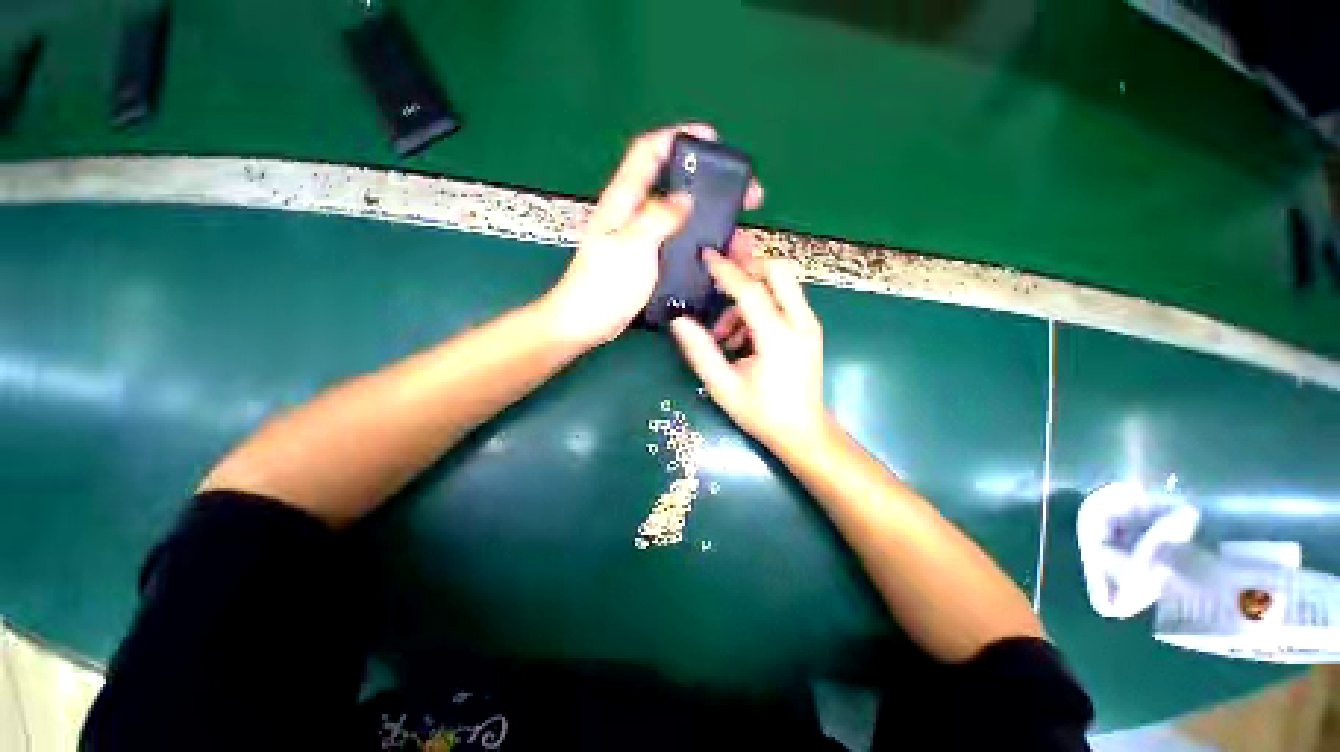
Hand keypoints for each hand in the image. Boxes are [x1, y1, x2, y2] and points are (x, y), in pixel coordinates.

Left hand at [546, 124, 763, 345]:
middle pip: (671, 182)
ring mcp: (640, 237)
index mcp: (623, 200)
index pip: (648, 152)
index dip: (677, 136)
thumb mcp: (632, 246)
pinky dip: (697, 239)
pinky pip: (677, 240)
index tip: (711, 139)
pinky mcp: (647, 258)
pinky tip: (713, 249)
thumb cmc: (604, 284)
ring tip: (734, 225)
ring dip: (706, 214)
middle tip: (738, 192)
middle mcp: (633, 212)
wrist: (588, 321)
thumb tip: (685, 198)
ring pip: (678, 215)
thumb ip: (658, 218)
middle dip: (705, 181)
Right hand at [670, 250, 827, 455]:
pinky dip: (760, 305)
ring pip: (782, 283)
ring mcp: (809, 324)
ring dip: (750, 292)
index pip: (751, 291)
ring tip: (725, 329)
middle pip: (779, 270)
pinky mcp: (808, 329)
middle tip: (721, 269)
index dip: (726, 270)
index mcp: (778, 339)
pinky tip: (741, 334)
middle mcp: (800, 323)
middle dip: (748, 264)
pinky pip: (784, 299)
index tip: (706, 253)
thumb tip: (679, 321)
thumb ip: (701, 352)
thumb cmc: (762, 413)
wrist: (803, 432)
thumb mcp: (723, 387)